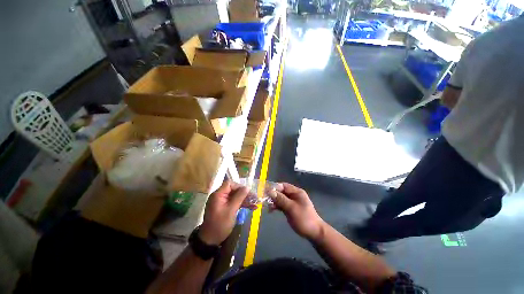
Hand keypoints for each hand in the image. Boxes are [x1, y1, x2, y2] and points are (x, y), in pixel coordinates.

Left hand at [199, 181, 249, 244]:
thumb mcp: (231, 210)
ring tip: (255, 204)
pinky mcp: (225, 207)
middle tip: (255, 198)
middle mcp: (220, 196)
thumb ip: (239, 197)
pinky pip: (234, 202)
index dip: (239, 186)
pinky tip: (251, 207)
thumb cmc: (220, 224)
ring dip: (245, 200)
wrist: (210, 240)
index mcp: (218, 194)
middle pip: (234, 190)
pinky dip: (242, 204)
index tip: (247, 192)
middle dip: (244, 194)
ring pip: (235, 196)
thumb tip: (247, 187)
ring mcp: (222, 202)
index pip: (229, 184)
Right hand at [269, 183, 324, 240]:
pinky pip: (282, 204)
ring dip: (274, 201)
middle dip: (273, 195)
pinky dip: (276, 206)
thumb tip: (270, 191)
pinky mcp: (290, 208)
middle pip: (281, 192)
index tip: (265, 191)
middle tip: (265, 199)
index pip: (283, 186)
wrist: (314, 232)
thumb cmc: (304, 218)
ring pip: (281, 198)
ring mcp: (292, 202)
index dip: (274, 187)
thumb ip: (281, 199)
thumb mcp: (291, 208)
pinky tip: (271, 210)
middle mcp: (294, 195)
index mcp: (297, 192)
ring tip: (267, 206)